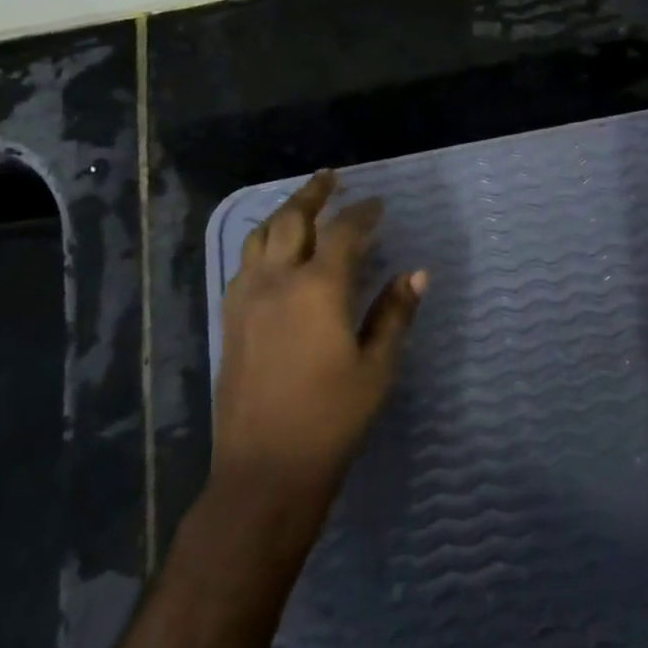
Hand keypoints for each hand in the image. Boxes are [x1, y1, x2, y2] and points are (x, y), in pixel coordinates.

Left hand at [214, 170, 425, 506]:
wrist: (265, 469)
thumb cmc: (332, 419)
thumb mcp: (377, 367)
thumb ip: (394, 313)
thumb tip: (417, 273)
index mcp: (318, 289)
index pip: (343, 233)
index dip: (363, 213)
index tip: (378, 204)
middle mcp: (276, 282)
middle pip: (291, 220)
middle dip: (313, 195)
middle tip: (330, 178)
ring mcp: (246, 300)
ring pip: (260, 238)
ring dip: (282, 214)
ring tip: (300, 205)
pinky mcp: (230, 320)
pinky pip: (244, 264)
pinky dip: (262, 243)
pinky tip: (273, 253)